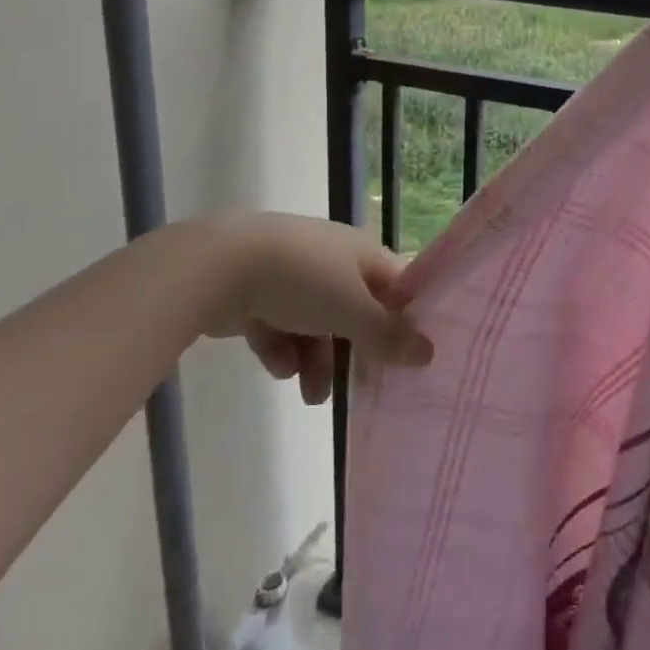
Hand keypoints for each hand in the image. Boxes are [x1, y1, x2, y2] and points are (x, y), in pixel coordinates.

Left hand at [206, 212, 432, 403]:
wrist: (220, 267)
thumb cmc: (302, 280)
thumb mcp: (352, 310)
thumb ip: (387, 335)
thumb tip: (429, 353)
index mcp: (360, 252)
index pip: (394, 284)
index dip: (403, 318)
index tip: (409, 356)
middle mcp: (330, 259)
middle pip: (354, 310)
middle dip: (354, 350)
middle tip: (361, 386)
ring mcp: (291, 275)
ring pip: (315, 324)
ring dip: (317, 361)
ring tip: (311, 397)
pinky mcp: (256, 294)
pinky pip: (279, 327)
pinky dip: (282, 349)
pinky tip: (280, 367)